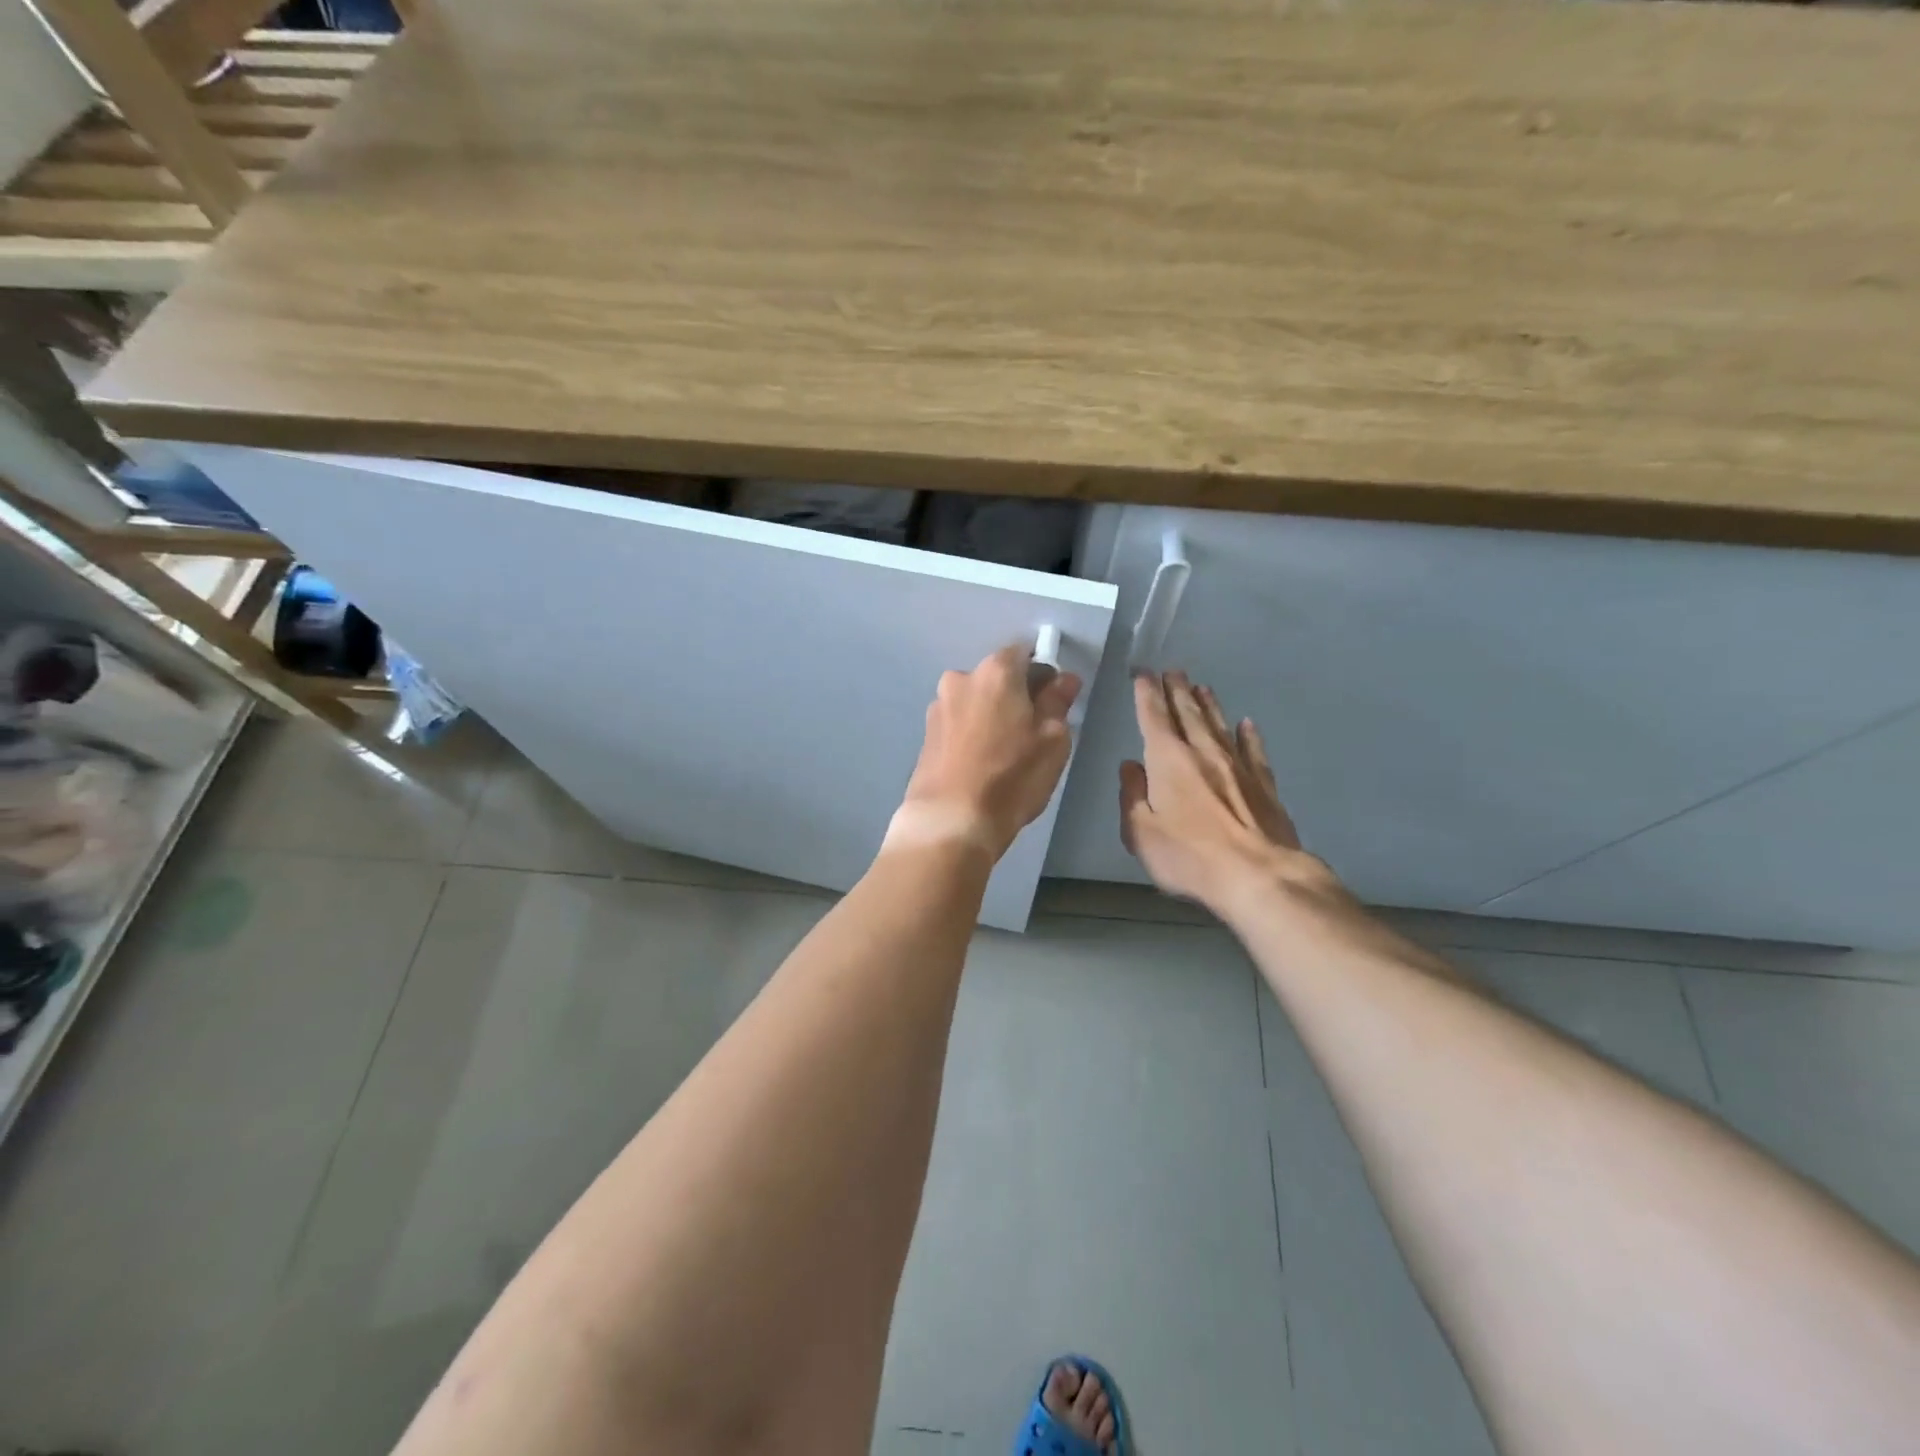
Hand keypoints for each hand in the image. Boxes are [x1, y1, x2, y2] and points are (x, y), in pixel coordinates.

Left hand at [892, 644, 1082, 861]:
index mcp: (995, 671)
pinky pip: (960, 723)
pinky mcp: (926, 735)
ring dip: (993, 716)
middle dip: (1017, 695)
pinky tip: (982, 764)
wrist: (950, 821)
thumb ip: (1058, 702)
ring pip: (977, 701)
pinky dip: (973, 734)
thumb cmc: (1011, 776)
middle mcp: (960, 678)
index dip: (1044, 673)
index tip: (1055, 701)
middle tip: (1033, 732)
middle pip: (998, 677)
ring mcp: (938, 707)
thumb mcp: (1053, 740)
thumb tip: (1063, 679)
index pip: (1025, 652)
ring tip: (1006, 754)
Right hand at [1120, 671, 1336, 918]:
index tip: (1143, 674)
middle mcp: (1204, 752)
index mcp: (1169, 760)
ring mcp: (1238, 766)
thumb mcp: (1141, 832)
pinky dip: (1249, 735)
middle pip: (1189, 713)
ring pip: (1220, 725)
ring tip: (1201, 687)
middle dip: (1177, 691)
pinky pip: (1254, 751)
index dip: (1147, 693)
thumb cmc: (1189, 856)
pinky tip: (1247, 725)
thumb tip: (1130, 766)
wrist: (1258, 875)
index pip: (1154, 717)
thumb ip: (1132, 795)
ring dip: (1209, 705)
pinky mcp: (1264, 784)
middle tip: (1173, 671)